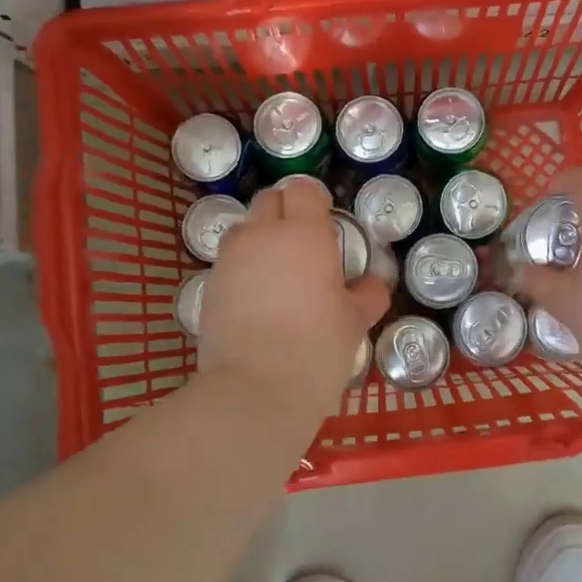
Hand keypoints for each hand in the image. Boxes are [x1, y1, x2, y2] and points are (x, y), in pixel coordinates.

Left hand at [195, 176, 390, 424]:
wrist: (254, 391)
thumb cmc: (316, 349)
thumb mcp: (354, 323)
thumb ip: (366, 296)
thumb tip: (373, 286)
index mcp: (303, 235)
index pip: (304, 190)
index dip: (316, 202)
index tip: (328, 225)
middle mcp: (261, 236)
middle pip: (269, 201)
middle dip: (287, 213)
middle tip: (306, 247)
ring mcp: (229, 260)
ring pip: (245, 230)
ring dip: (262, 239)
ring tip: (280, 275)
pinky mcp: (208, 287)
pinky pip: (230, 262)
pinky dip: (244, 269)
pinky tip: (259, 302)